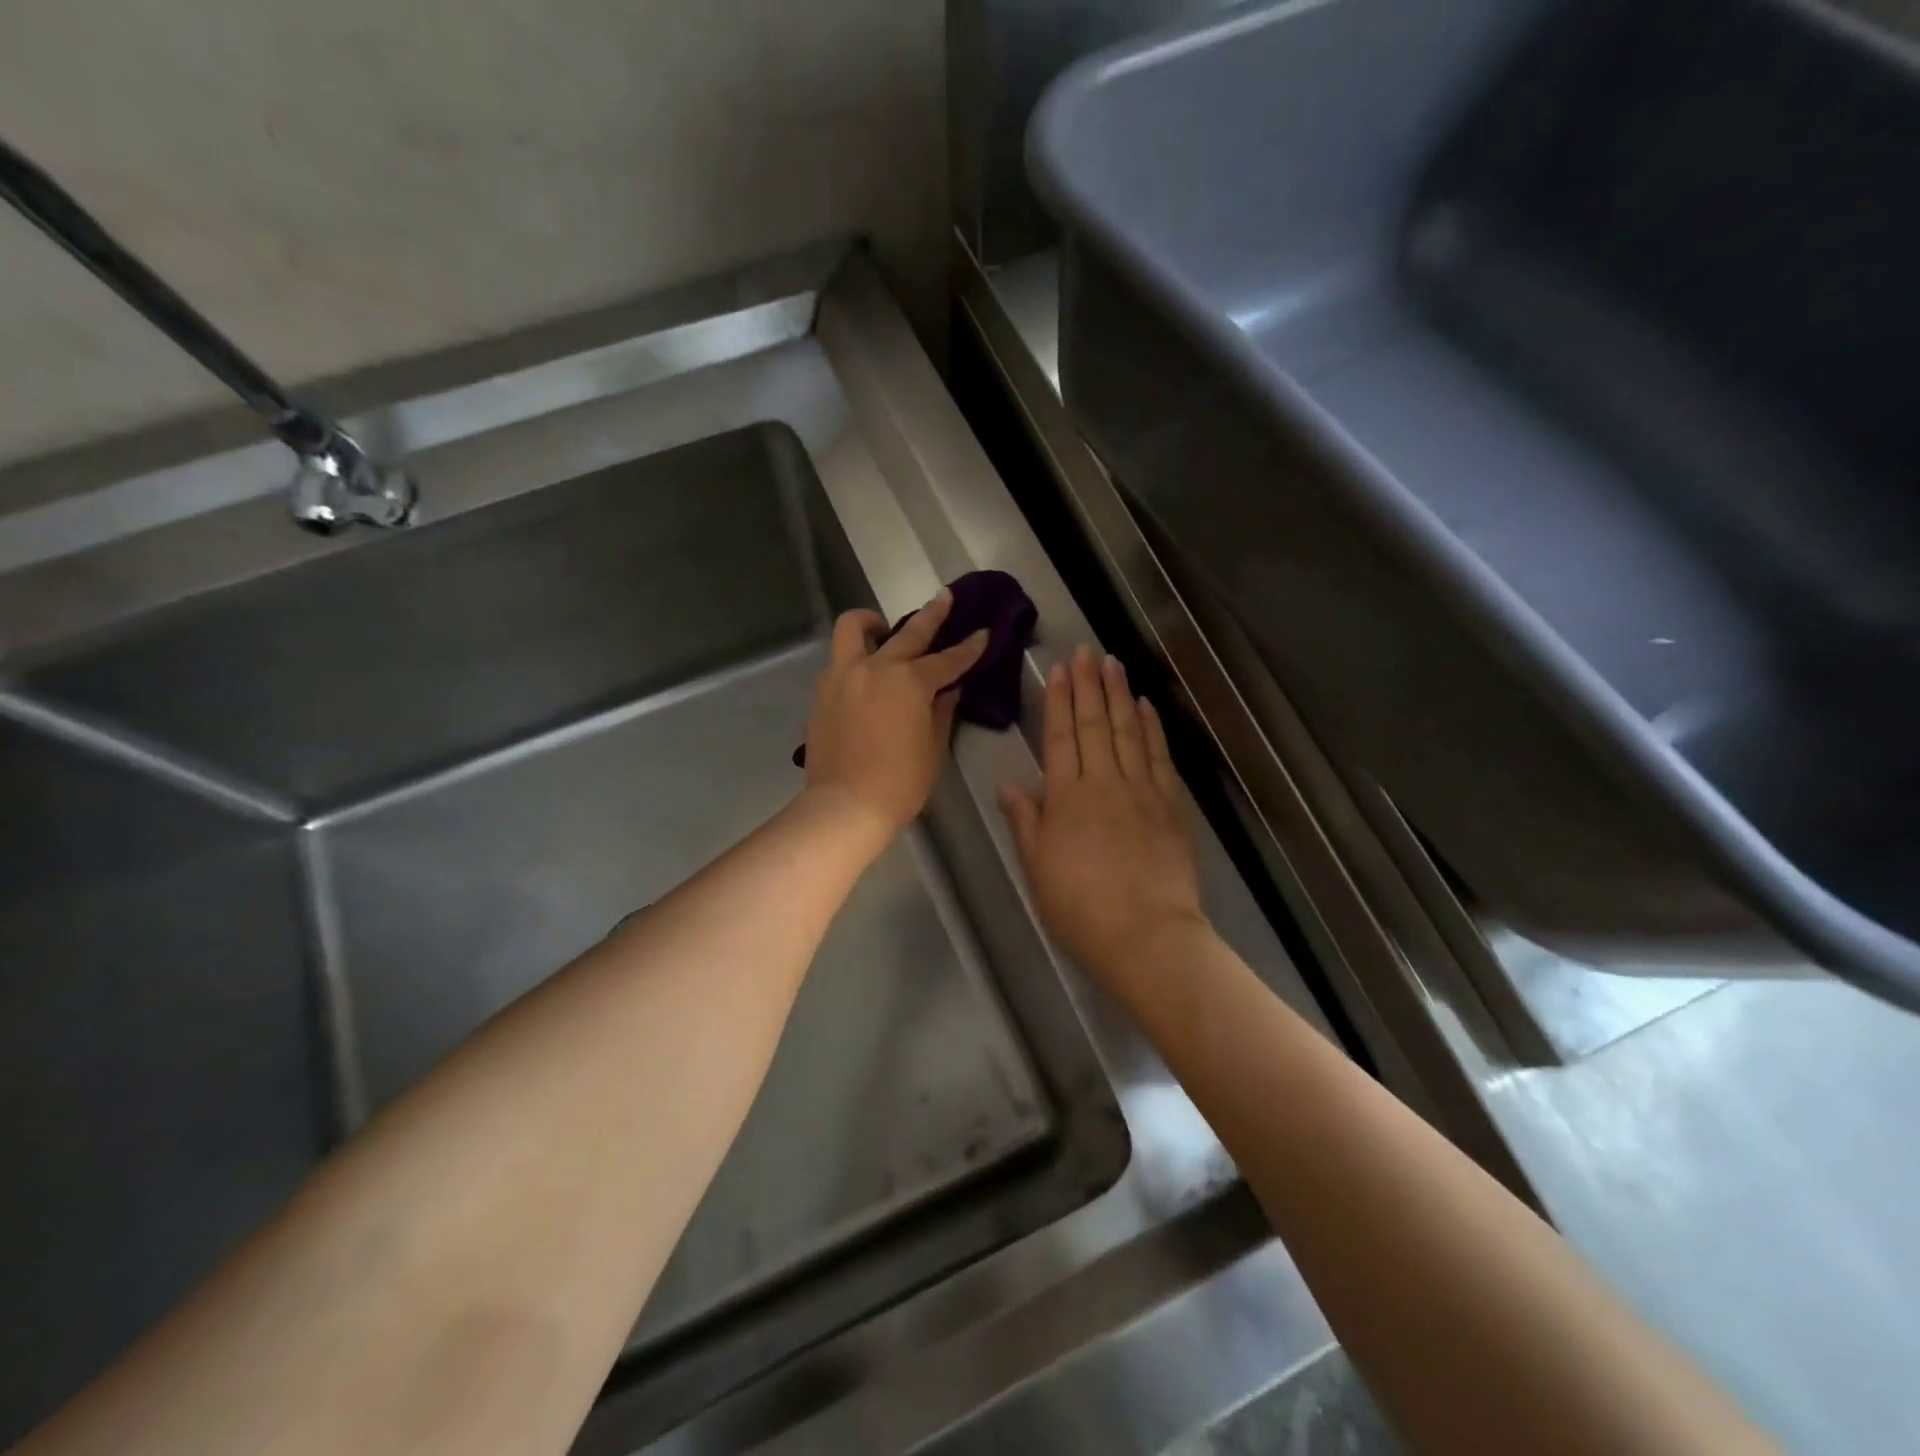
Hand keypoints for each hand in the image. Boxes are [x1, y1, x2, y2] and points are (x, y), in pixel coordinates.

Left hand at [802, 591, 988, 839]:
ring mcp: (843, 678)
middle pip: (908, 633)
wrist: (845, 806)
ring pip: (853, 630)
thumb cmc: (899, 783)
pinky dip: (855, 660)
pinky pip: (839, 663)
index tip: (984, 632)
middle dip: (932, 615)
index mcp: (909, 682)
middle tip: (945, 598)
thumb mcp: (933, 748)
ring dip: (871, 623)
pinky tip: (864, 678)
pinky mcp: (822, 694)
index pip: (947, 660)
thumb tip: (948, 689)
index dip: (969, 647)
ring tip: (881, 628)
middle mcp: (875, 668)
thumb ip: (941, 711)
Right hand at [999, 647, 1205, 989]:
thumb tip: (1009, 784)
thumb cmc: (1080, 907)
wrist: (1145, 935)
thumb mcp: (1037, 867)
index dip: (1058, 700)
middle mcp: (1103, 782)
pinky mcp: (1171, 805)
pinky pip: (1159, 756)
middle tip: (1087, 651)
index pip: (1060, 737)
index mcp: (1066, 797)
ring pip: (1128, 731)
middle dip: (1088, 685)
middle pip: (1094, 724)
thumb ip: (1025, 821)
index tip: (1059, 669)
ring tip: (1114, 663)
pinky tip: (1147, 706)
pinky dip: (1153, 728)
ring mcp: (1141, 790)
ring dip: (1120, 695)